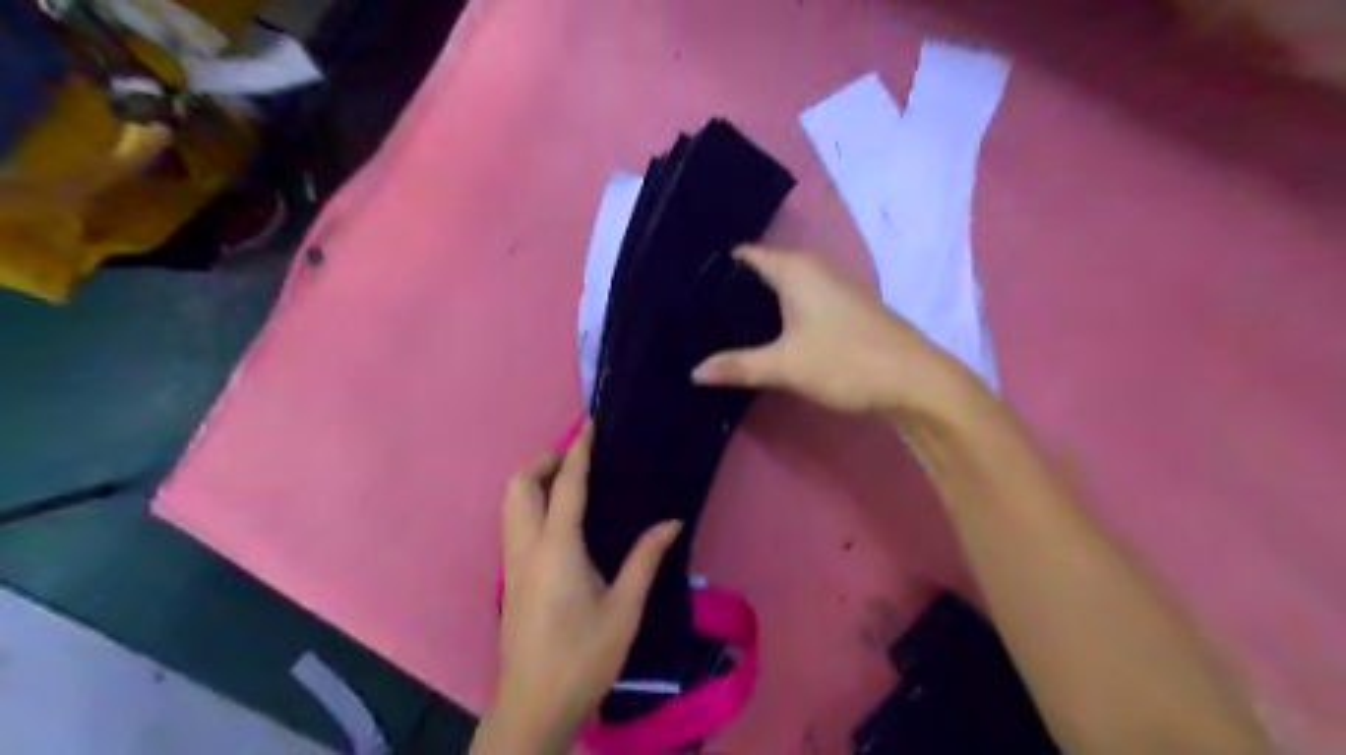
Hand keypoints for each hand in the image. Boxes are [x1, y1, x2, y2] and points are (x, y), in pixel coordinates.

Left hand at [476, 423, 683, 750]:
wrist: (534, 706)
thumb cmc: (583, 657)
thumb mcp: (624, 609)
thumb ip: (645, 559)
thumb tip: (671, 521)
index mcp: (557, 549)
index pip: (566, 486)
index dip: (578, 451)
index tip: (588, 425)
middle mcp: (527, 547)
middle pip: (519, 485)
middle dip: (543, 461)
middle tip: (577, 459)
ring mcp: (512, 563)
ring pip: (509, 504)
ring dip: (533, 481)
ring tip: (568, 482)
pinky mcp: (510, 578)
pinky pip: (513, 523)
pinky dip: (530, 503)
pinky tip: (558, 519)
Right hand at [694, 245, 968, 418]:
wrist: (915, 382)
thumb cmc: (846, 361)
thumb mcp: (784, 366)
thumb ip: (737, 366)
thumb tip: (693, 372)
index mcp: (796, 269)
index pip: (748, 254)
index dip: (718, 266)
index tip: (687, 283)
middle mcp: (815, 269)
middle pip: (765, 269)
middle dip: (734, 287)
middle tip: (697, 307)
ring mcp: (833, 289)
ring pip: (784, 287)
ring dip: (758, 302)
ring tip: (720, 321)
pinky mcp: (844, 311)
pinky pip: (800, 302)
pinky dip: (779, 313)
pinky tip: (764, 335)